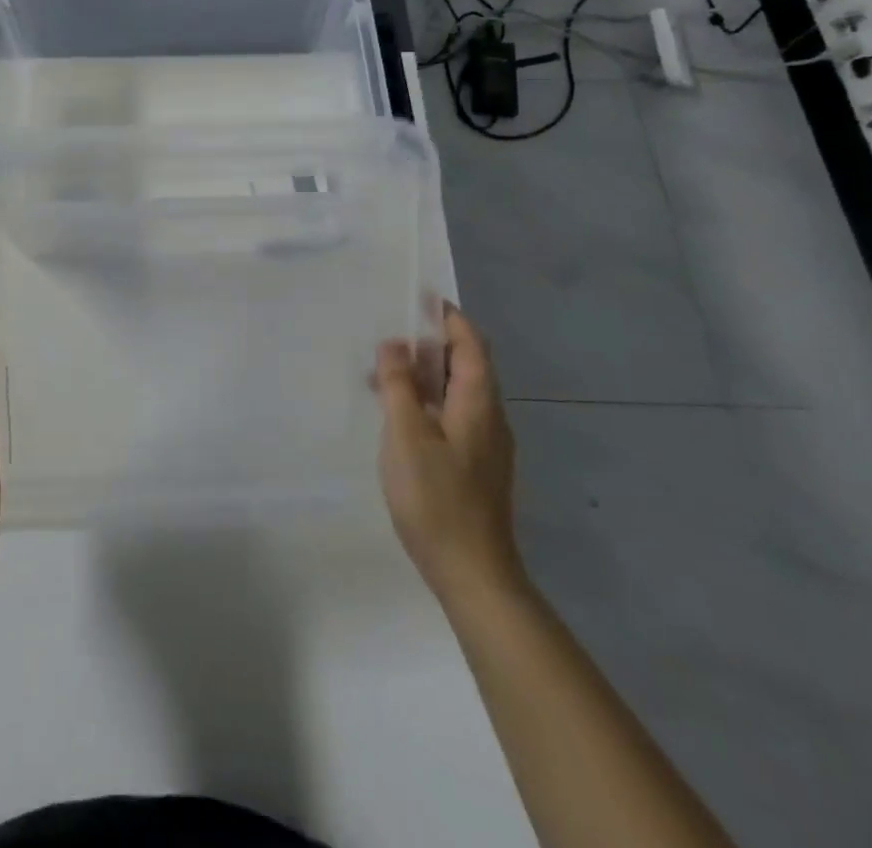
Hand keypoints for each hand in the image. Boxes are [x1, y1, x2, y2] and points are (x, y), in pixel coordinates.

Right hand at [372, 300, 523, 606]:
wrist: (473, 574)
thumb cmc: (437, 498)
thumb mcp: (406, 434)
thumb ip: (399, 385)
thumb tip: (395, 343)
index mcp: (478, 402)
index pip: (470, 343)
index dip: (447, 317)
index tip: (418, 297)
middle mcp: (489, 417)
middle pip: (465, 365)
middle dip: (429, 343)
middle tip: (389, 332)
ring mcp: (485, 444)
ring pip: (456, 392)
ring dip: (424, 375)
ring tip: (382, 372)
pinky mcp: (475, 466)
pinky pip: (451, 415)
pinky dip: (426, 401)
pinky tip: (397, 414)